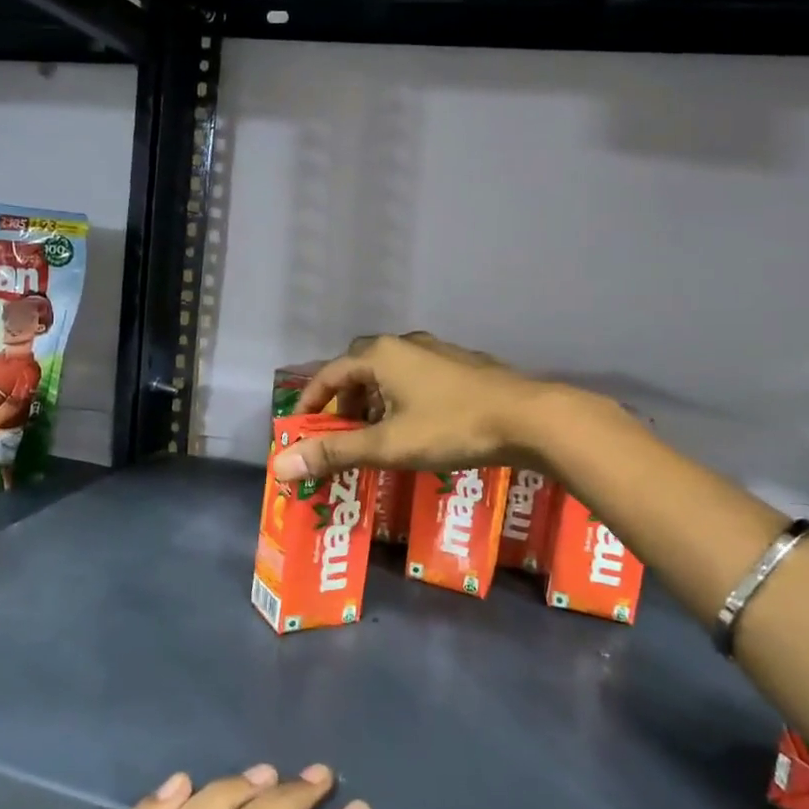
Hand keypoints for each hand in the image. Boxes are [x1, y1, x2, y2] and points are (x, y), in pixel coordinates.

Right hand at [272, 332, 544, 481]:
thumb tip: (280, 465)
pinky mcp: (462, 365)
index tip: (301, 426)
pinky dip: (402, 399)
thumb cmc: (451, 427)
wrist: (528, 418)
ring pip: (390, 373)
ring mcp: (437, 351)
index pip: (330, 373)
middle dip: (344, 400)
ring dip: (374, 401)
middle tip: (342, 432)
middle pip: (359, 368)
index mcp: (381, 355)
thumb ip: (334, 452)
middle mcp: (405, 344)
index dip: (311, 400)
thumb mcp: (388, 444)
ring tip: (377, 434)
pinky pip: (416, 377)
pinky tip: (417, 426)